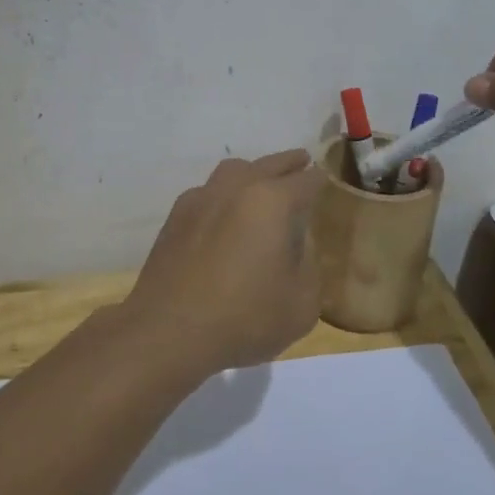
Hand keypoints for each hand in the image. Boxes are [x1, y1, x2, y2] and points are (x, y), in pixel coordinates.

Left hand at [122, 149, 325, 377]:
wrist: (169, 332)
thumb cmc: (244, 318)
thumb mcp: (301, 303)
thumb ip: (309, 266)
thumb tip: (299, 246)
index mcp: (272, 201)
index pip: (306, 180)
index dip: (320, 180)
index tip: (326, 181)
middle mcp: (235, 189)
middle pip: (268, 164)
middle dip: (288, 163)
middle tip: (301, 162)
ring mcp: (200, 199)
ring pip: (232, 171)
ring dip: (252, 172)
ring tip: (262, 184)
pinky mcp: (175, 218)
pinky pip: (206, 193)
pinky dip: (223, 195)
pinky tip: (224, 216)